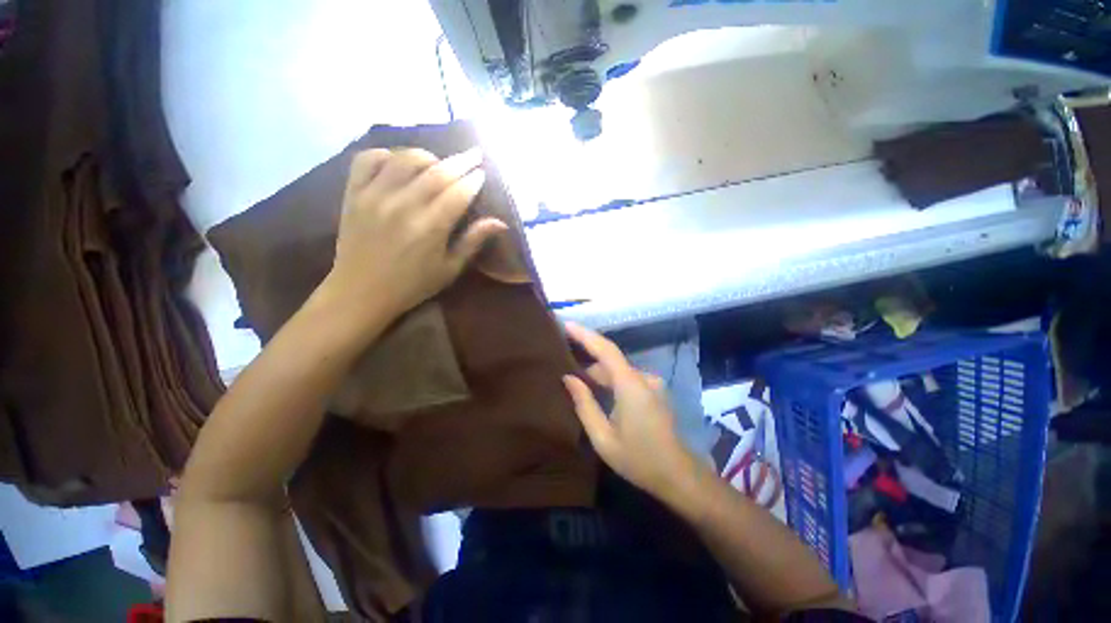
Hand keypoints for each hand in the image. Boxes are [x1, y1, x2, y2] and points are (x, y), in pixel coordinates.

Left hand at [320, 146, 506, 323]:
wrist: (361, 292)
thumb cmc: (412, 285)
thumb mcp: (449, 269)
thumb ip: (472, 242)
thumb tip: (500, 222)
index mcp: (430, 227)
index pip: (458, 192)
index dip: (473, 180)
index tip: (483, 172)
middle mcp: (403, 205)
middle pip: (437, 171)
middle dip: (460, 161)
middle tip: (474, 154)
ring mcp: (375, 196)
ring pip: (405, 159)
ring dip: (428, 156)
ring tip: (438, 163)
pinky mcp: (353, 193)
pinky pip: (367, 159)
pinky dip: (385, 154)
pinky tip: (397, 163)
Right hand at [562, 322, 699, 500]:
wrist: (679, 476)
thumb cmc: (639, 459)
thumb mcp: (603, 437)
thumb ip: (584, 404)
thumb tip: (568, 379)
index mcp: (630, 385)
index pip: (606, 349)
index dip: (585, 334)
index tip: (566, 325)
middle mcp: (643, 377)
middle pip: (610, 360)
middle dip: (586, 361)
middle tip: (563, 362)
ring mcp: (651, 384)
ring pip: (618, 371)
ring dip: (598, 374)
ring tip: (575, 381)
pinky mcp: (654, 392)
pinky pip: (626, 379)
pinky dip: (610, 382)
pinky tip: (596, 392)